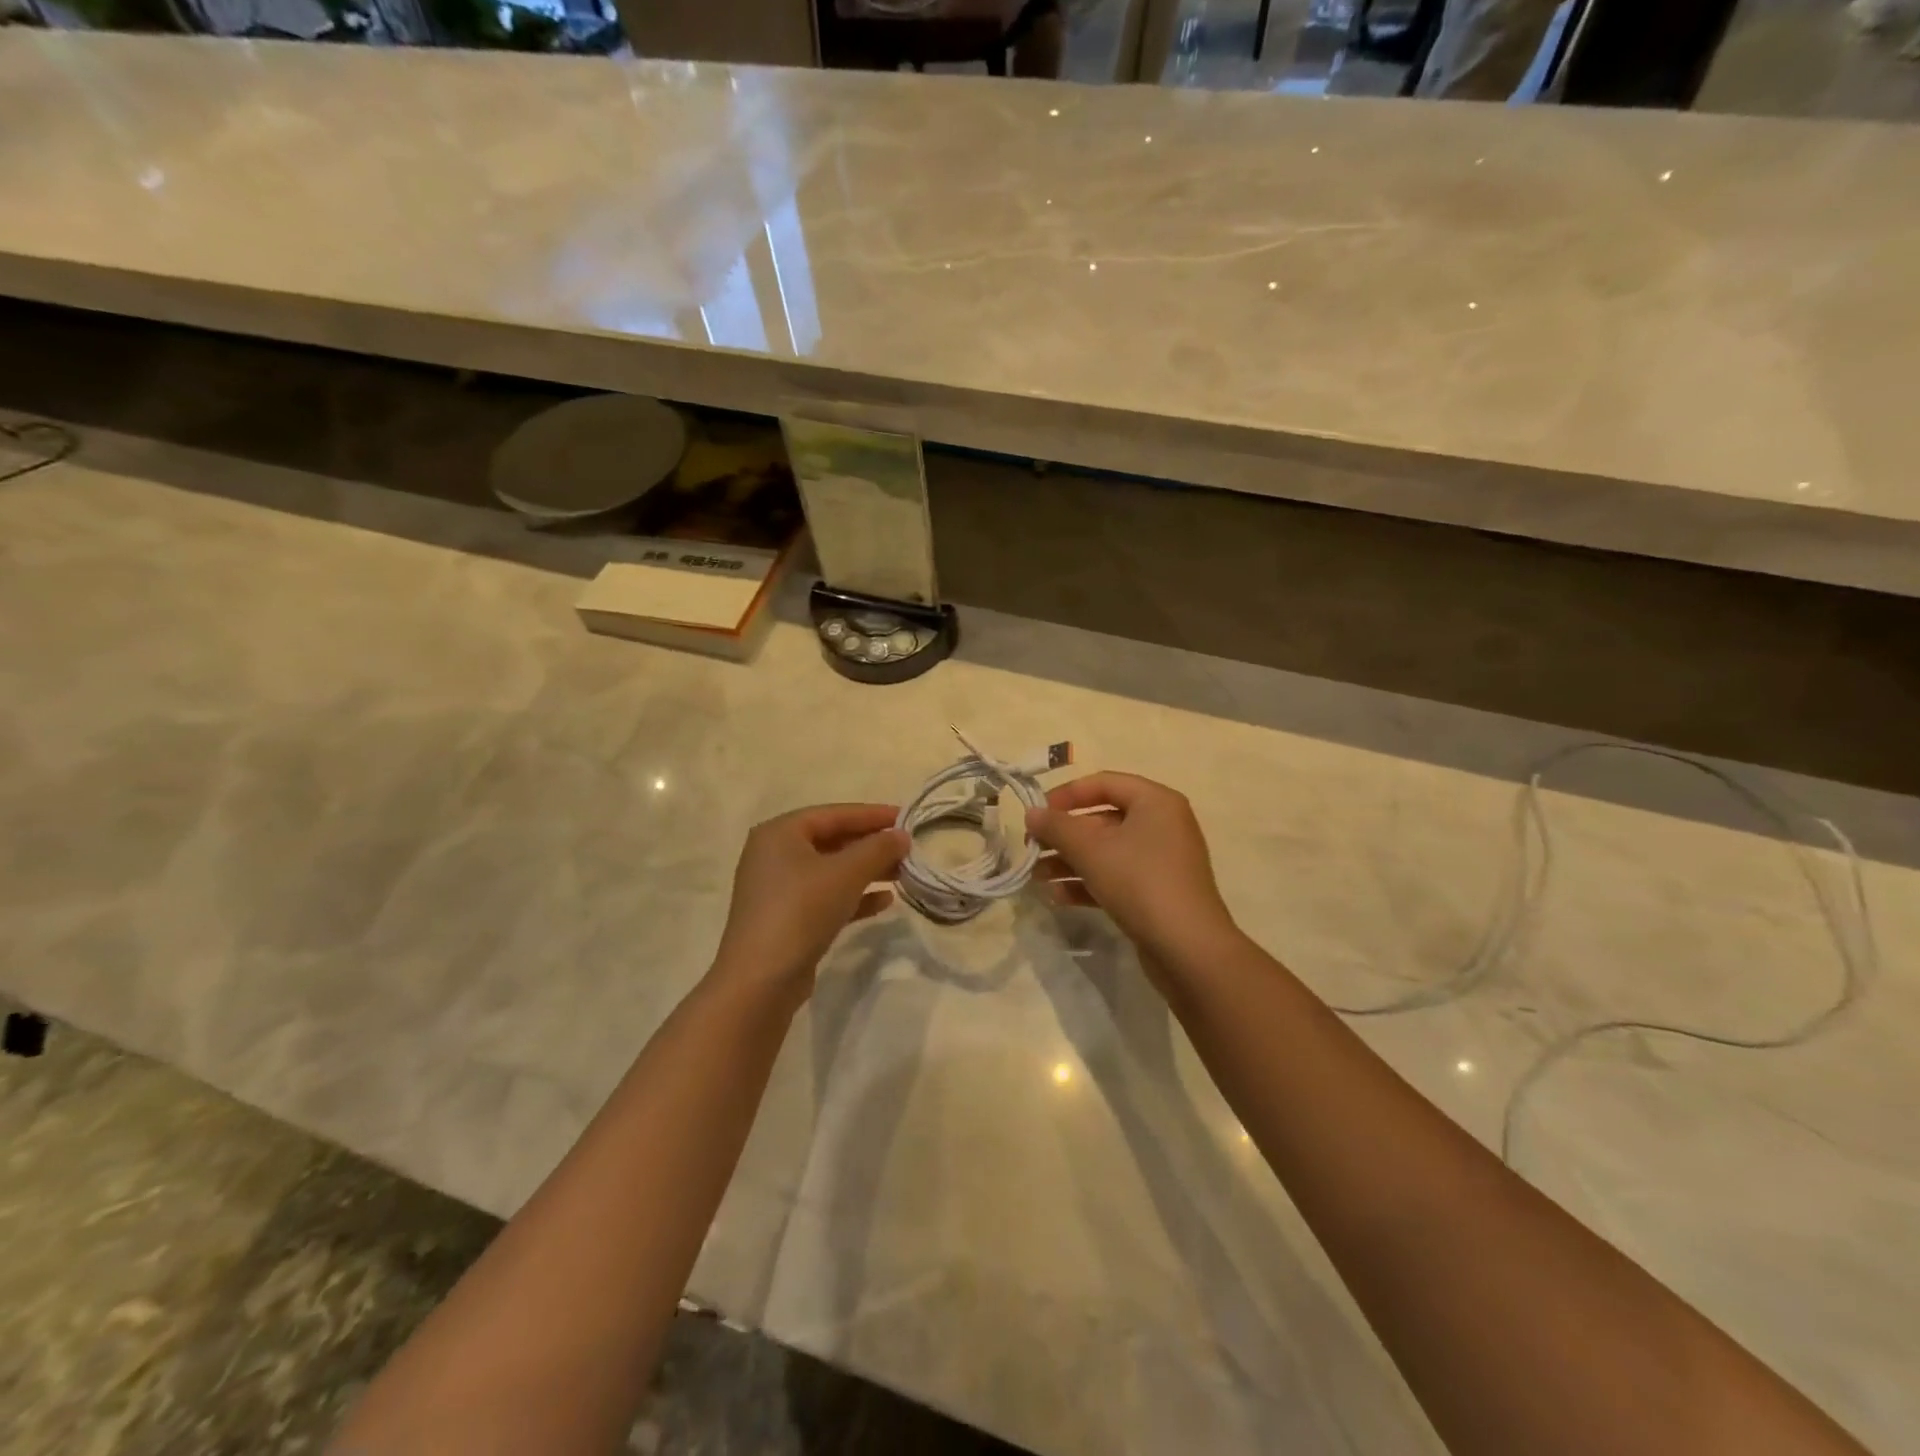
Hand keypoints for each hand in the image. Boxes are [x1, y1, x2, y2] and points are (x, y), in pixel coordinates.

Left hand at [711, 804, 908, 1002]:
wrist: (761, 980)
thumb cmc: (801, 910)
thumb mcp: (846, 873)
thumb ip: (878, 849)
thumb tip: (901, 835)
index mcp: (780, 833)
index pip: (834, 814)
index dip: (872, 815)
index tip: (907, 818)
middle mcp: (774, 855)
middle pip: (832, 841)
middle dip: (871, 845)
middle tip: (908, 849)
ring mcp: (778, 889)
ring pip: (831, 871)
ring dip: (867, 871)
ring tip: (902, 874)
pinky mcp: (786, 919)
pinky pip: (825, 897)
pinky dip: (853, 896)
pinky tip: (884, 902)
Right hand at [1025, 773, 1238, 962]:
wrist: (1188, 949)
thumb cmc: (1140, 882)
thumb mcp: (1091, 850)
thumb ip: (1057, 827)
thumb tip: (1031, 813)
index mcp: (1155, 802)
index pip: (1104, 783)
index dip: (1066, 794)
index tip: (1036, 813)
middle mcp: (1162, 825)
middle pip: (1102, 819)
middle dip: (1063, 835)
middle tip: (1031, 848)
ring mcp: (1160, 861)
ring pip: (1106, 851)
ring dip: (1069, 861)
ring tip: (1037, 876)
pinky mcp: (1156, 892)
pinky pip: (1116, 877)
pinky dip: (1087, 882)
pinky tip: (1057, 896)